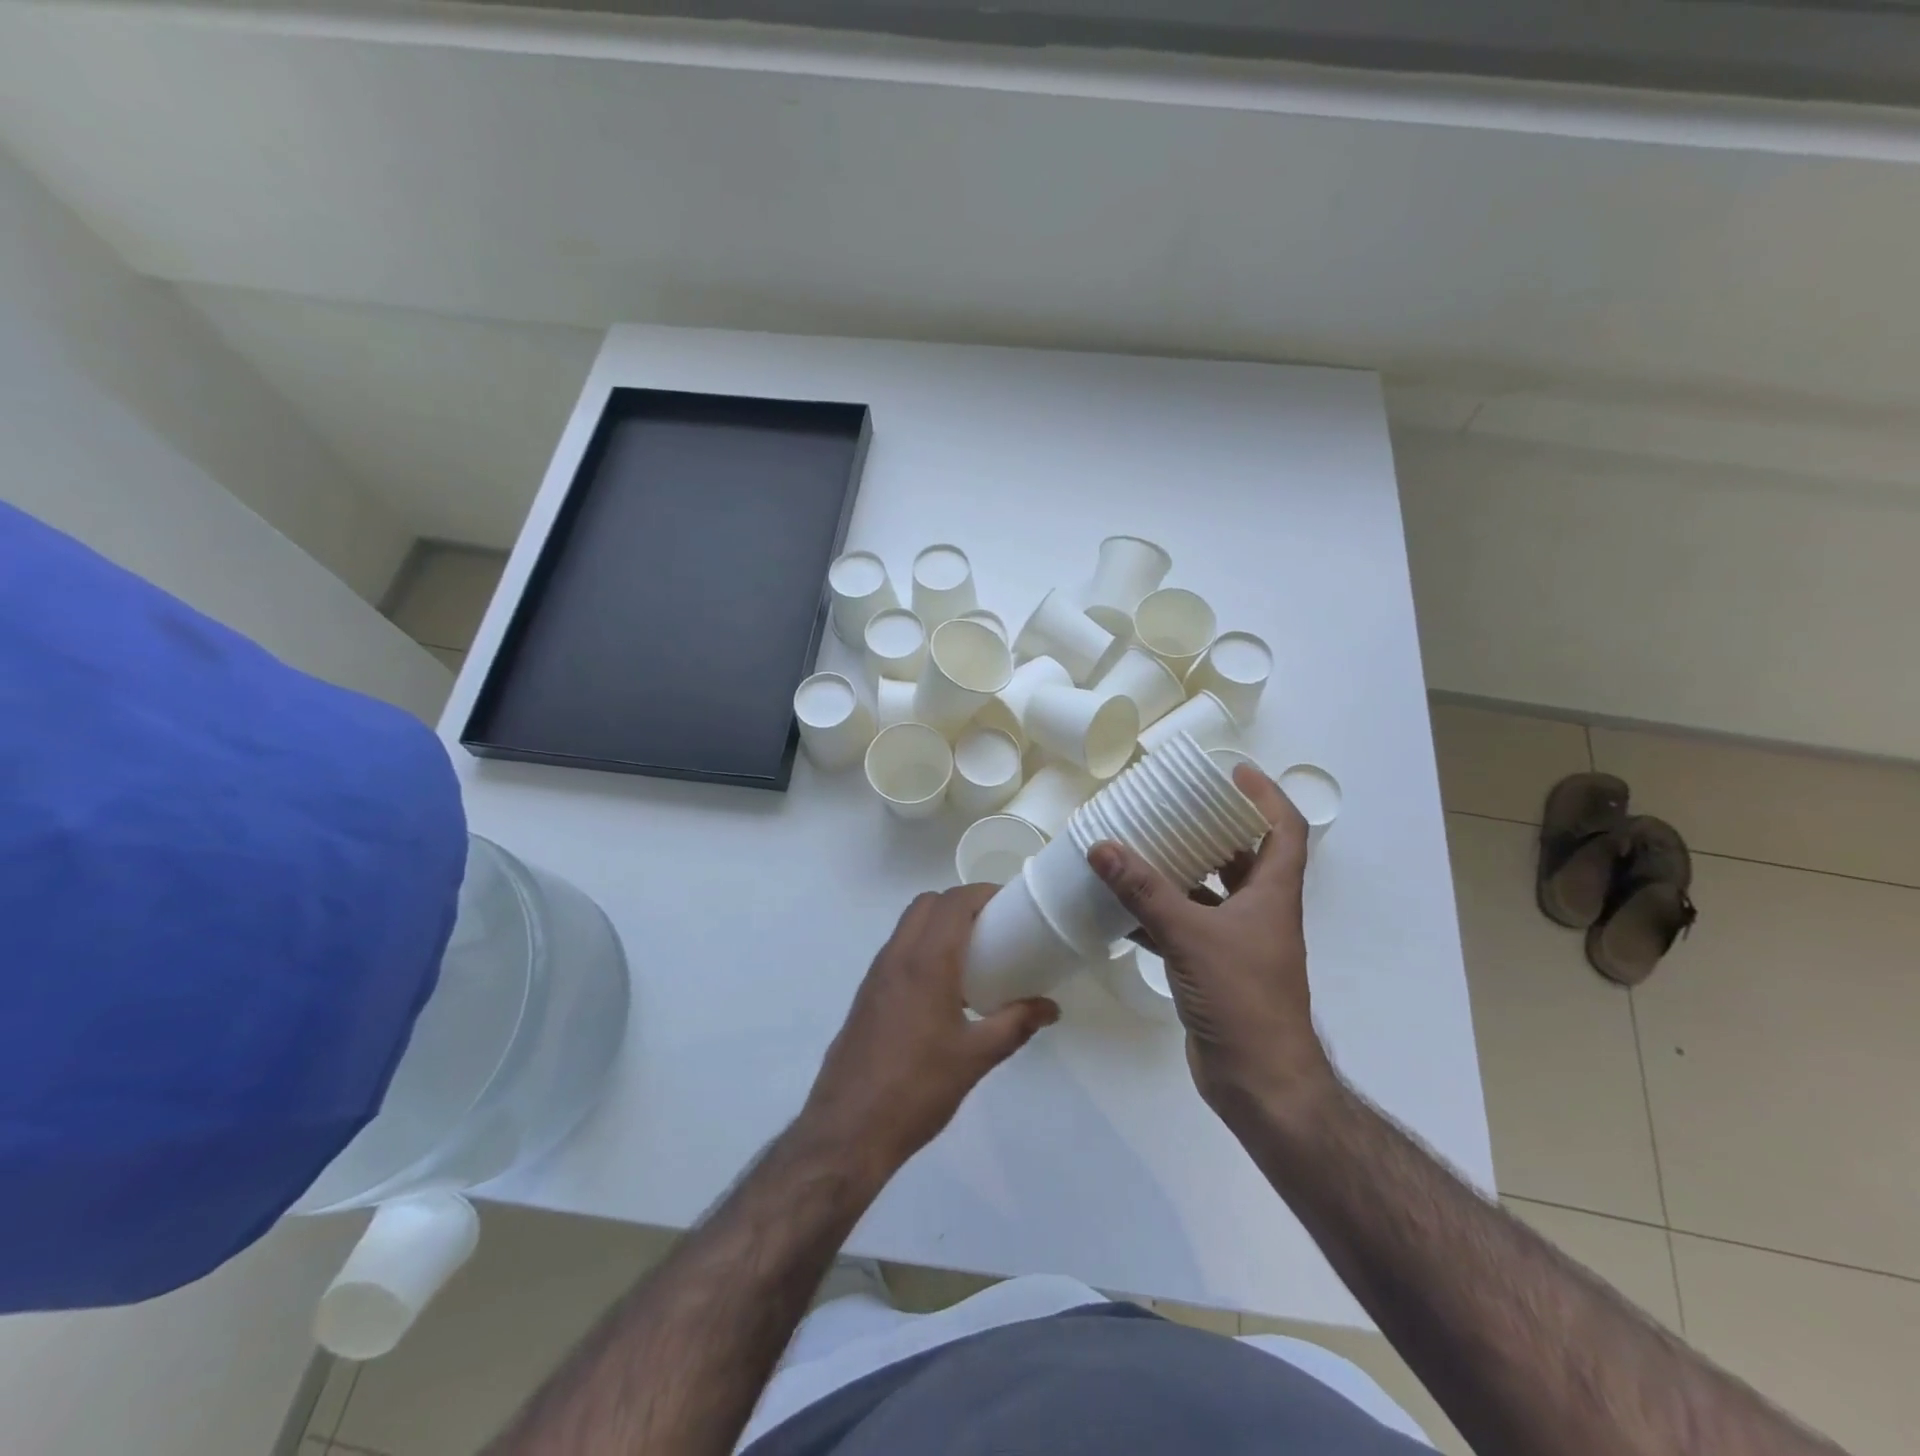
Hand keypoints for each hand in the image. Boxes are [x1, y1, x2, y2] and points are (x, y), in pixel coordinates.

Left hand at [799, 886, 1059, 1180]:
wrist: (848, 1129)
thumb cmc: (917, 1088)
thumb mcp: (976, 1057)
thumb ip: (1016, 1024)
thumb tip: (1050, 1008)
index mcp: (926, 961)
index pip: (953, 902)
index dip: (982, 893)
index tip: (1010, 904)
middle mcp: (896, 956)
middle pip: (927, 904)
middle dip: (960, 903)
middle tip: (993, 926)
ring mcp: (876, 974)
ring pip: (908, 925)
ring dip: (938, 924)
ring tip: (972, 954)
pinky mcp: (866, 994)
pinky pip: (897, 950)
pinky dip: (921, 947)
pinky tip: (942, 987)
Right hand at [1088, 765, 1331, 1121]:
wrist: (1260, 1083)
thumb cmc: (1242, 998)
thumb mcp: (1190, 935)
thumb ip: (1144, 891)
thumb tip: (1101, 846)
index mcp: (1272, 894)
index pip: (1283, 828)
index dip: (1264, 794)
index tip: (1231, 772)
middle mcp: (1260, 912)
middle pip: (1243, 856)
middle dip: (1211, 828)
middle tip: (1172, 806)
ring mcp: (1238, 943)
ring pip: (1209, 893)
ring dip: (1179, 872)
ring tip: (1140, 848)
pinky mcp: (1214, 970)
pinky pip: (1185, 927)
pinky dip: (1158, 915)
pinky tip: (1121, 909)